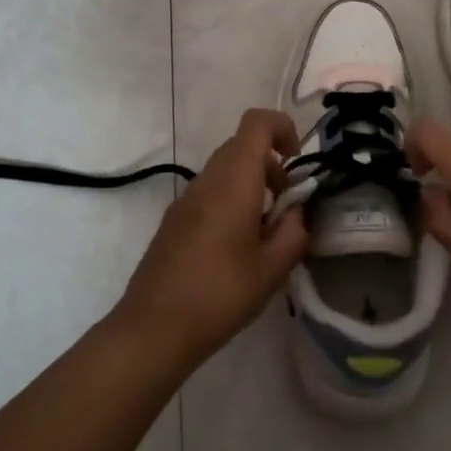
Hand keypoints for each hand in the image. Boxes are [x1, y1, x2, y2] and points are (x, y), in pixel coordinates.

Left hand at [113, 110, 308, 370]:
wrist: (154, 328)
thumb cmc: (220, 295)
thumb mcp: (272, 269)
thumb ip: (293, 231)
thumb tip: (295, 211)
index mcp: (234, 181)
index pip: (257, 122)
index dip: (283, 128)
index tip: (297, 161)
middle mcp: (207, 180)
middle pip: (242, 145)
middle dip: (272, 164)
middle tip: (286, 205)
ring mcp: (186, 198)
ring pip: (225, 170)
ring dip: (251, 185)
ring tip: (264, 232)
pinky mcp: (174, 219)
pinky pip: (209, 191)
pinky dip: (231, 201)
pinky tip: (236, 247)